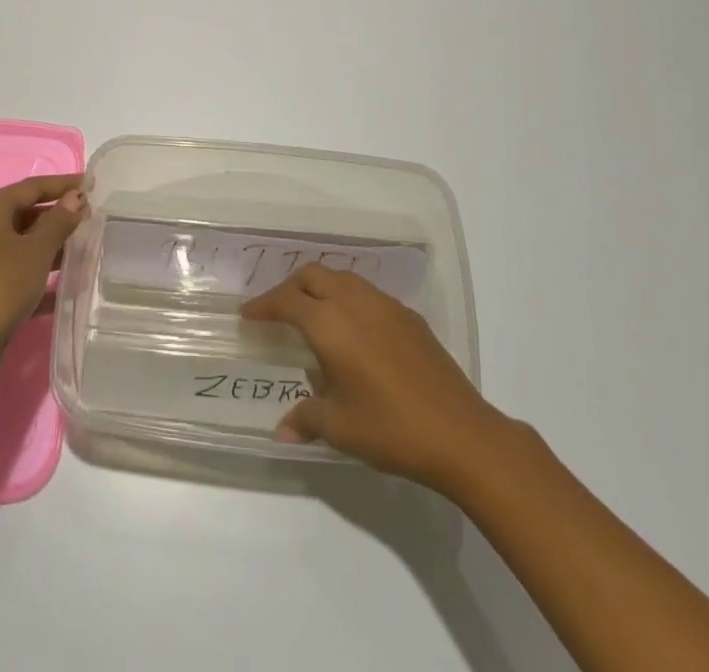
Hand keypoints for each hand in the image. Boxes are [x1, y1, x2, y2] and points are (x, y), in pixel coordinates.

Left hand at [0, 174, 87, 367]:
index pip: (30, 187)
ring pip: (14, 244)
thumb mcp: (37, 251)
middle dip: (54, 217)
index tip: (89, 184)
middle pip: (20, 214)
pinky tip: (58, 291)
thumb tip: (75, 197)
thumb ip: (59, 221)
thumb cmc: (1, 287)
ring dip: (45, 247)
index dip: (62, 184)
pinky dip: (32, 274)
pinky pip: (7, 271)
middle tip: (86, 220)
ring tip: (78, 253)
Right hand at [241, 263, 508, 492]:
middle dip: (290, 287)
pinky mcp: (408, 315)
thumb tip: (281, 429)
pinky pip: (367, 293)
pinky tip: (353, 330)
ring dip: (320, 287)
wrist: (460, 433)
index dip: (264, 305)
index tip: (247, 315)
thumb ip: (306, 418)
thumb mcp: (340, 427)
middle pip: (313, 275)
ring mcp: (385, 304)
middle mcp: (354, 302)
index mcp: (329, 323)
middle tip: (277, 311)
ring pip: (342, 277)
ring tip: (313, 314)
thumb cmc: (390, 428)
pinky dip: (348, 299)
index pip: (286, 301)